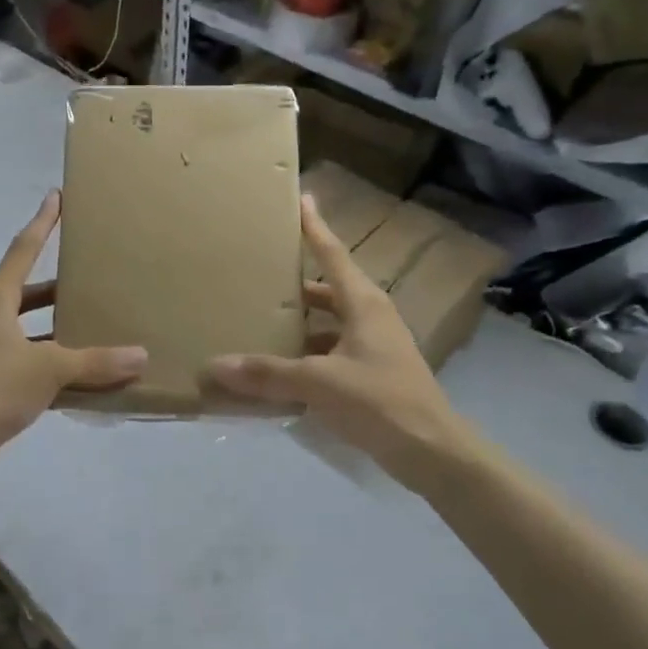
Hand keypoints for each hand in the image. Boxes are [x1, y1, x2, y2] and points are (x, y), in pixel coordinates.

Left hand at [0, 191, 146, 478]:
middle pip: (31, 290)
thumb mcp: (48, 370)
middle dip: (61, 282)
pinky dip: (58, 361)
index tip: (57, 196)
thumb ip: (96, 362)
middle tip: (96, 272)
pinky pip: (34, 359)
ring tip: (100, 321)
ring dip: (62, 325)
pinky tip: (87, 371)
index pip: (23, 249)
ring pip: (34, 328)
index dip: (42, 222)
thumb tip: (142, 355)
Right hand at [208, 195, 470, 493]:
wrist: (432, 450)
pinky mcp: (372, 373)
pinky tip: (280, 366)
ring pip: (328, 322)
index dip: (314, 227)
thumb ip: (267, 374)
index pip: (332, 254)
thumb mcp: (319, 383)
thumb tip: (215, 365)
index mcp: (364, 303)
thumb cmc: (380, 401)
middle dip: (296, 278)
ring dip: (299, 320)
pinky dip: (307, 353)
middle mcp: (370, 316)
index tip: (301, 198)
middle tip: (261, 268)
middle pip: (328, 287)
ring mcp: (374, 345)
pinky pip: (331, 350)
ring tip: (260, 317)